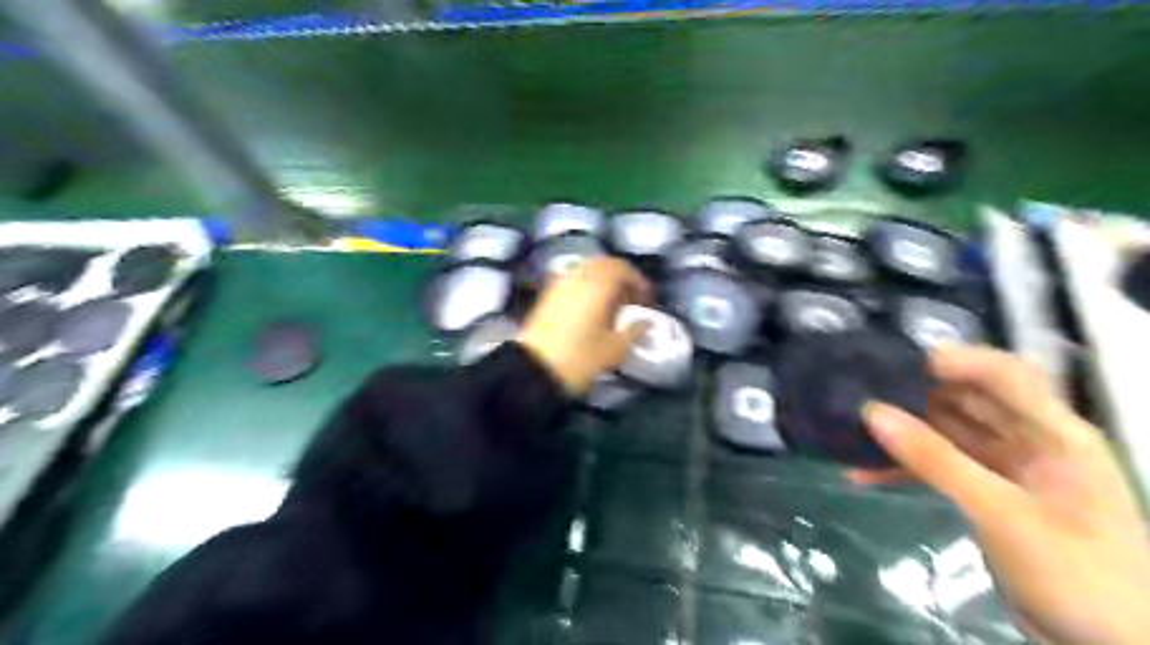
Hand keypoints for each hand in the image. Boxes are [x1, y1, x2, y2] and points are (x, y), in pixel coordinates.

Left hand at [516, 255, 649, 395]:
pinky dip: (586, 285)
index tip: (648, 299)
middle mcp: (578, 276)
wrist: (533, 370)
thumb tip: (647, 322)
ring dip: (602, 279)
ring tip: (612, 302)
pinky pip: (572, 279)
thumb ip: (634, 331)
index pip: (623, 269)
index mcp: (598, 285)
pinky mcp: (547, 295)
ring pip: (586, 269)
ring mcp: (560, 283)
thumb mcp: (614, 349)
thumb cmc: (580, 358)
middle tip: (632, 297)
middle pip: (603, 264)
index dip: (639, 281)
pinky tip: (591, 307)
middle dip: (620, 277)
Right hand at [864, 349, 1149, 643]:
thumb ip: (935, 459)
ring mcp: (1005, 470)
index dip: (955, 360)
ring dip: (902, 431)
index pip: (1005, 374)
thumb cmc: (1076, 574)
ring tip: (850, 424)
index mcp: (1054, 434)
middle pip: (967, 399)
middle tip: (858, 387)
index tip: (895, 361)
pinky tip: (861, 474)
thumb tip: (871, 411)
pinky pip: (937, 469)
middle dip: (915, 391)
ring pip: (945, 433)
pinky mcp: (985, 496)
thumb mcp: (1001, 513)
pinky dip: (903, 470)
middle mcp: (1029, 442)